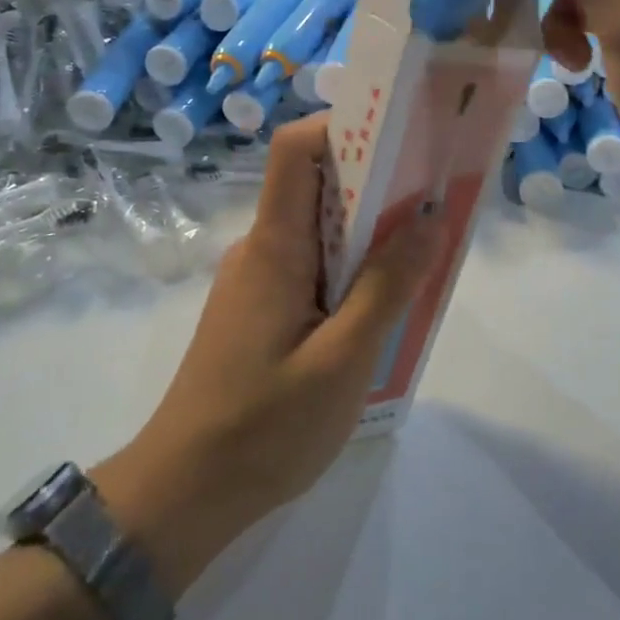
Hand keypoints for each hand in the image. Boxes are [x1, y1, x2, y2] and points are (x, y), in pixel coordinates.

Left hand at [95, 117, 438, 594]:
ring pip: (318, 233)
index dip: (342, 127)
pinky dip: (349, 272)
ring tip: (419, 263)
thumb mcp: (343, 360)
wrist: (184, 493)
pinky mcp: (259, 309)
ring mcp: (256, 279)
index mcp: (274, 245)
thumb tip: (429, 217)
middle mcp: (261, 248)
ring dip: (368, 237)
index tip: (399, 139)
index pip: (295, 149)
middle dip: (376, 187)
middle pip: (316, 188)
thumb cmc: (264, 428)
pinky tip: (377, 312)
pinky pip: (311, 269)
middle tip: (434, 206)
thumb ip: (387, 286)